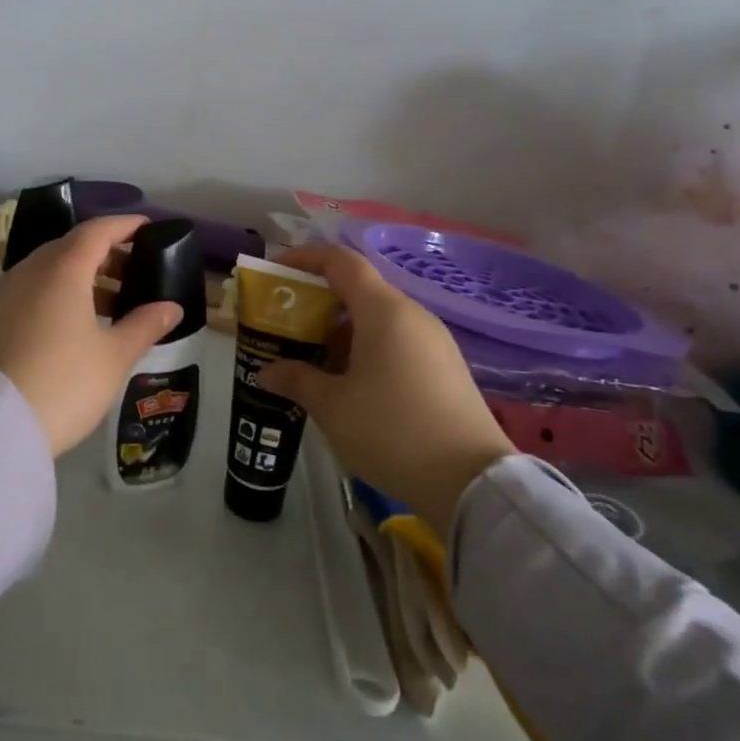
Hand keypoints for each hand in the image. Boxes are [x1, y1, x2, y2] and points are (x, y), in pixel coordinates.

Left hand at [0, 215, 183, 456]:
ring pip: (45, 271)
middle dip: (103, 254)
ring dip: (77, 278)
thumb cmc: (61, 384)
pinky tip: (66, 327)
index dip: (124, 226)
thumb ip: (144, 326)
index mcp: (62, 270)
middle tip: (131, 272)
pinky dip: (52, 296)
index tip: (146, 228)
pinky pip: (26, 293)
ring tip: (106, 306)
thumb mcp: (113, 358)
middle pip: (69, 248)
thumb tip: (171, 307)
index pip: (97, 231)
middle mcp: (28, 271)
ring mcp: (0, 295)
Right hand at [257, 244, 514, 532]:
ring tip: (314, 359)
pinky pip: (397, 341)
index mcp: (384, 310)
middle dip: (320, 301)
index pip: (341, 261)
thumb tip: (267, 372)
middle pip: (360, 289)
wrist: (472, 482)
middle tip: (288, 325)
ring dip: (343, 330)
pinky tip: (351, 384)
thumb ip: (297, 380)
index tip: (277, 270)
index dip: (306, 258)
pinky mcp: (446, 368)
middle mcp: (412, 314)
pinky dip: (367, 348)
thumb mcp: (333, 406)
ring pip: (378, 318)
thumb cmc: (392, 430)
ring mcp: (434, 341)